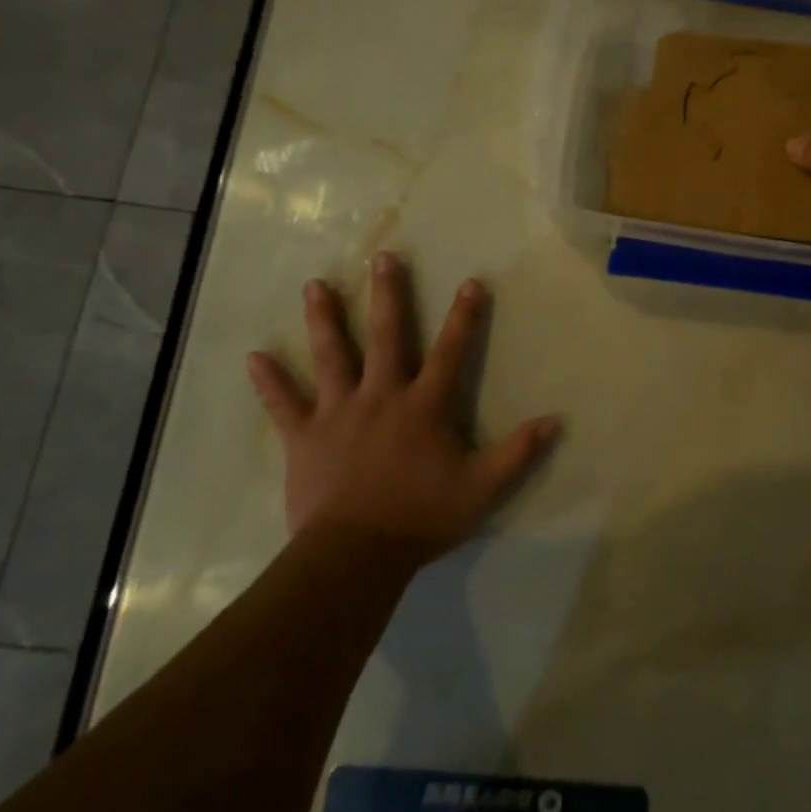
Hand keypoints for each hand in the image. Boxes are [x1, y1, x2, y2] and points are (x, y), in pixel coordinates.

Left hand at [246, 252, 560, 565]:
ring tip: (315, 284)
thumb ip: (518, 452)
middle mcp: (381, 396)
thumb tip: (556, 421)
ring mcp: (338, 412)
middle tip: (383, 258)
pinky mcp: (304, 437)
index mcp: (423, 405)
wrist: (356, 554)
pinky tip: (254, 356)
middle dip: (388, 295)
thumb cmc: (421, 517)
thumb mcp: (481, 488)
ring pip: (332, 356)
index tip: (471, 282)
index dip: (464, 317)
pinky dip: (270, 381)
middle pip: (386, 336)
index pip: (451, 352)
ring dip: (325, 319)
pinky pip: (284, 404)